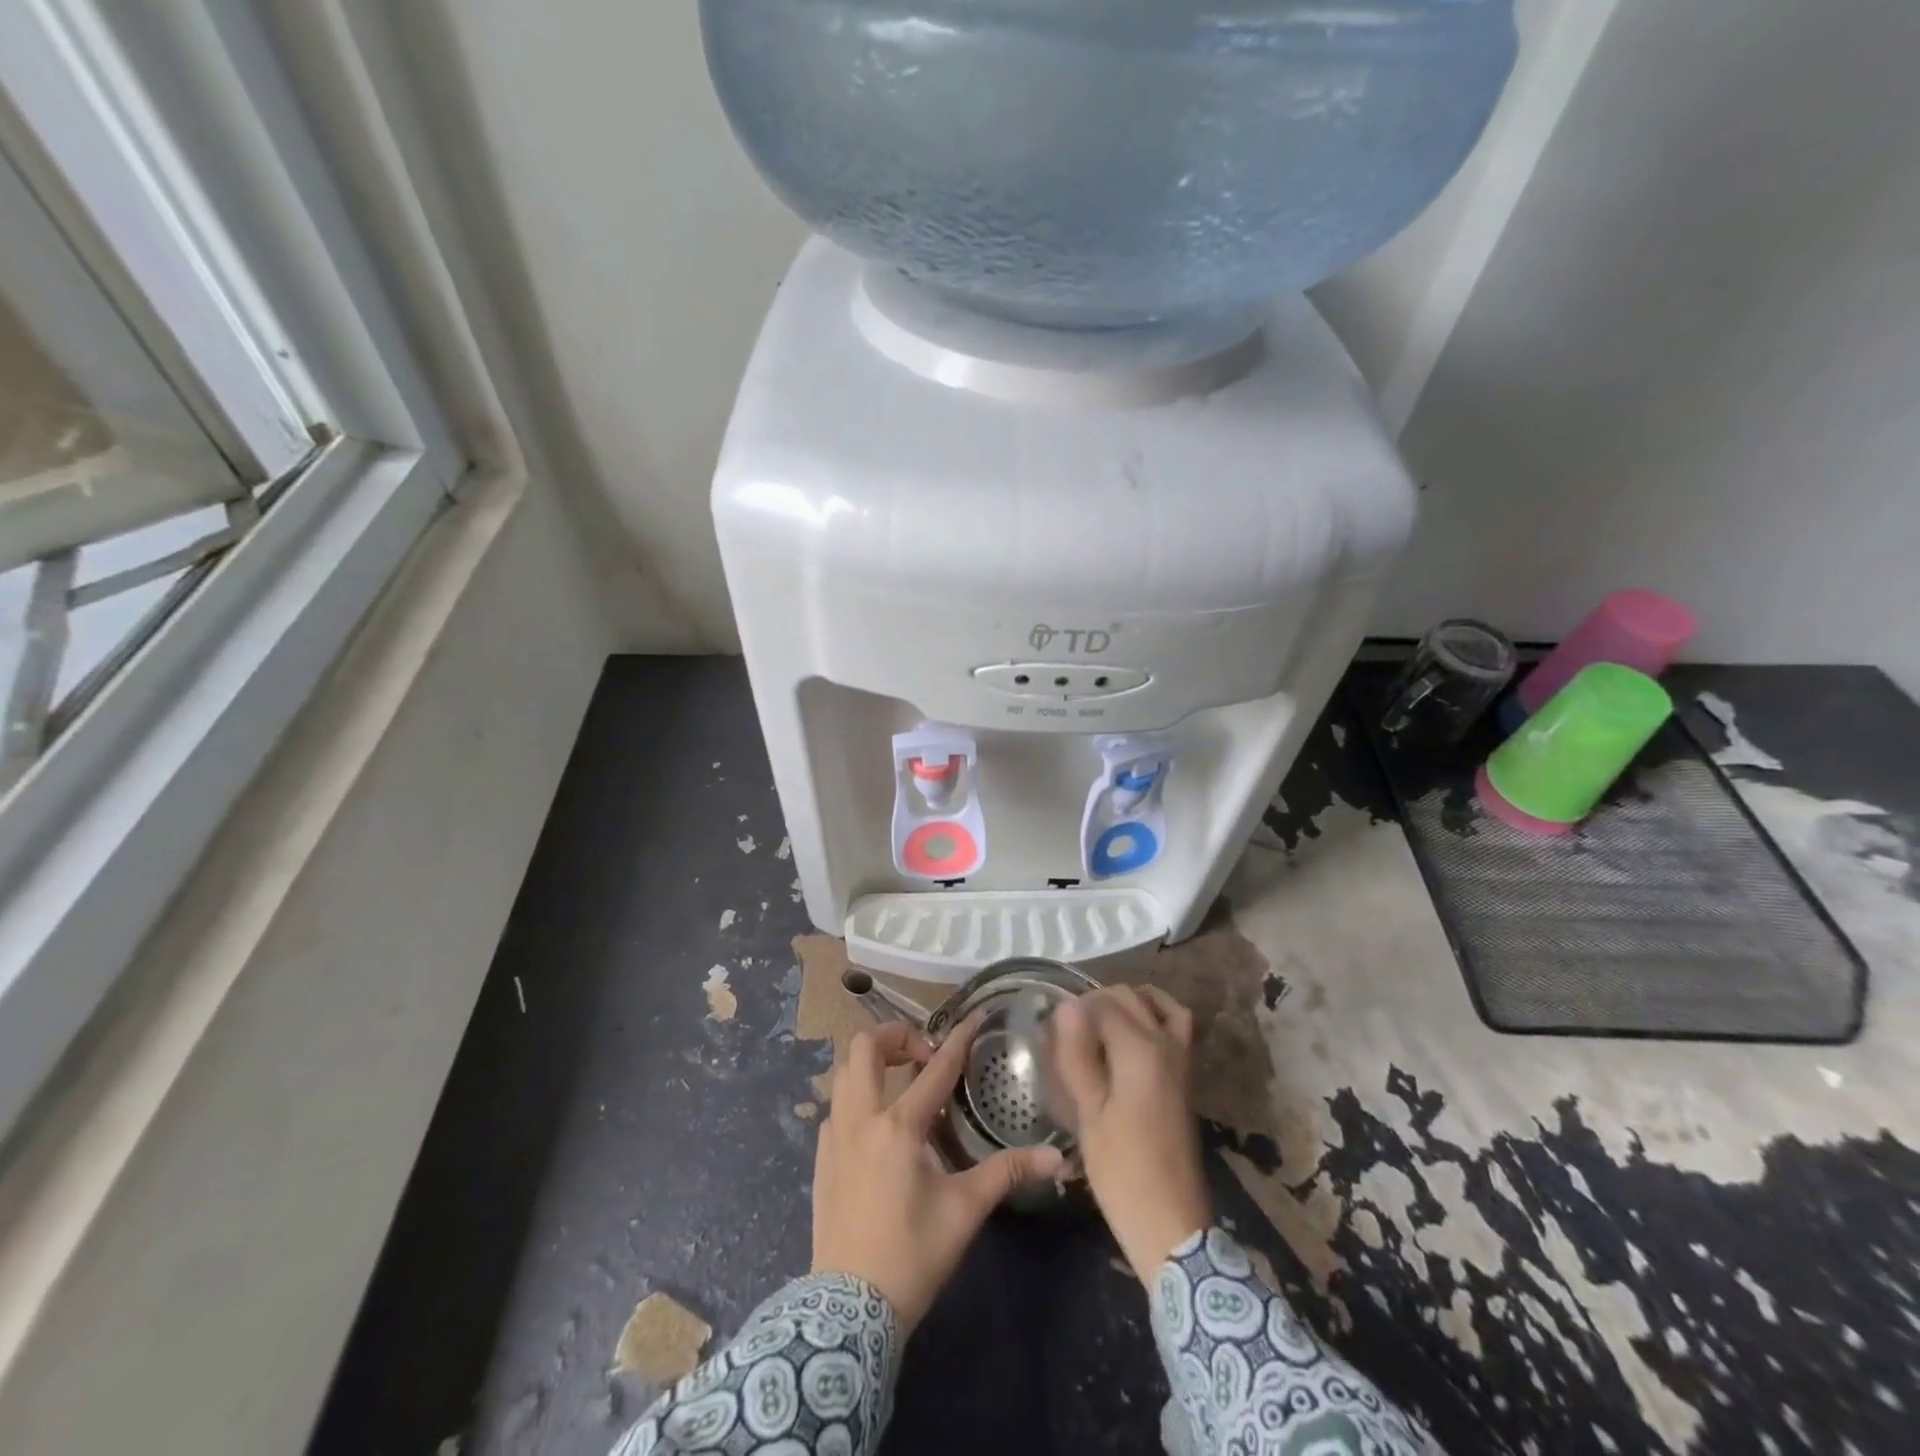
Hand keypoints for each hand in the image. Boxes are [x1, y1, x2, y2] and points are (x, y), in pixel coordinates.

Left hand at [811, 1018, 1063, 1332]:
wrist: (848, 1311)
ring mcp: (834, 1137)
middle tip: (923, 1054)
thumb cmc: (912, 1255)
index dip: (957, 1039)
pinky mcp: (821, 1158)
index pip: (935, 1069)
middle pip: (864, 1048)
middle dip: (894, 1035)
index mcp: (899, 1127)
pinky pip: (835, 1106)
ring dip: (871, 1062)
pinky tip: (876, 1124)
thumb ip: (1007, 1174)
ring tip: (900, 1079)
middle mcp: (861, 1119)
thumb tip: (1056, 1157)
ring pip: (842, 1072)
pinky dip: (856, 1096)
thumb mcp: (964, 1211)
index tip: (973, 1017)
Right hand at [1049, 986, 1210, 1283]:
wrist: (1172, 1223)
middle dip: (1096, 1001)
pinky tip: (1130, 1037)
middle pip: (1129, 997)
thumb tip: (1066, 1007)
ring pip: (1156, 1004)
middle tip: (1067, 1029)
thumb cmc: (1122, 1171)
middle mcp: (1165, 1043)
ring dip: (1127, 1002)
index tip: (1050, 1030)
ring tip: (1098, 1022)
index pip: (1101, 1004)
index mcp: (1139, 1050)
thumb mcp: (1088, 1114)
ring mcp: (1181, 1059)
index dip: (1073, 1010)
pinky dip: (1154, 1015)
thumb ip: (1077, 1055)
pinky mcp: (1186, 1076)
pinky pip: (1174, 1024)